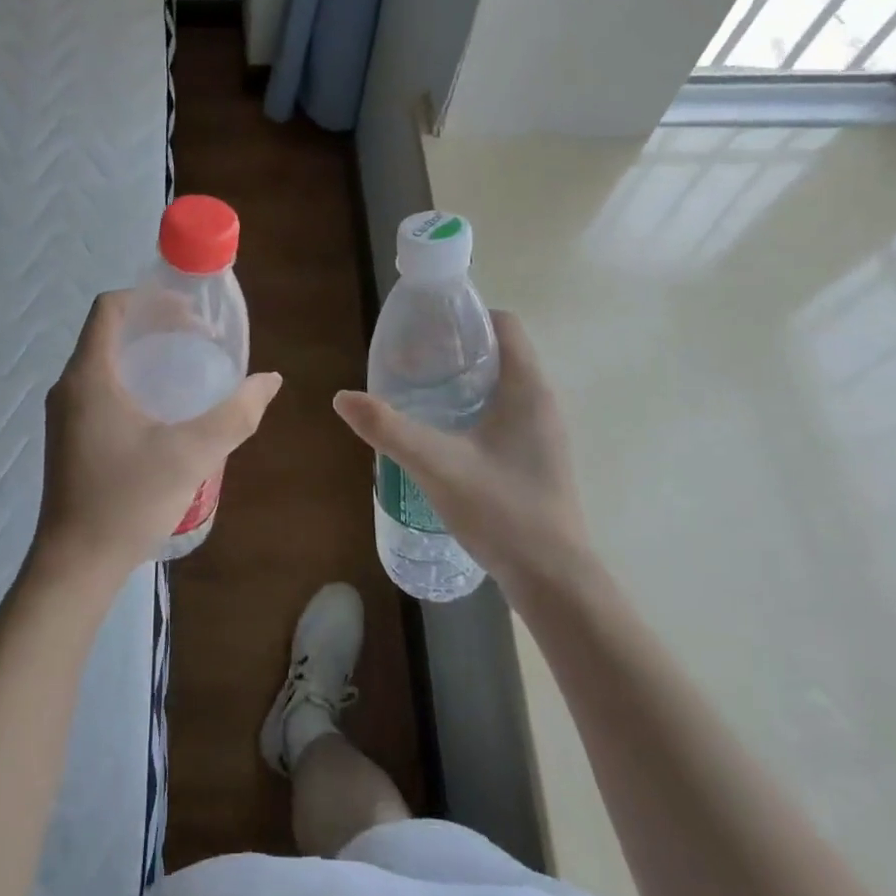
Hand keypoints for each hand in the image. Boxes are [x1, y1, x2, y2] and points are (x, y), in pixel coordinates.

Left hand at [34, 291, 281, 586]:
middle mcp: (70, 387)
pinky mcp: (70, 438)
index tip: (191, 316)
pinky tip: (166, 413)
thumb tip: (269, 380)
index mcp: (89, 376)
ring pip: (107, 363)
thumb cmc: (128, 501)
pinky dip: (135, 384)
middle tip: (201, 344)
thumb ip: (236, 414)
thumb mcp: (191, 454)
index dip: (151, 300)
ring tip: (190, 374)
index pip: (110, 308)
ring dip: (147, 357)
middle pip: (111, 333)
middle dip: (157, 328)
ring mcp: (66, 415)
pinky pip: (102, 390)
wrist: (76, 566)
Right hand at [333, 311, 585, 590]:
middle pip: (501, 353)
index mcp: (527, 389)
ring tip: (420, 393)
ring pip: (503, 386)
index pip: (505, 325)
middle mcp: (542, 402)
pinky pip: (506, 414)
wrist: (553, 579)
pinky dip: (475, 408)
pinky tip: (444, 434)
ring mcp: (543, 433)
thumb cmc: (502, 511)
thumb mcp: (437, 465)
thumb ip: (389, 429)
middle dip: (457, 349)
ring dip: (465, 381)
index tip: (426, 328)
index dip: (467, 316)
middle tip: (411, 361)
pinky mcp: (537, 458)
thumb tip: (343, 398)